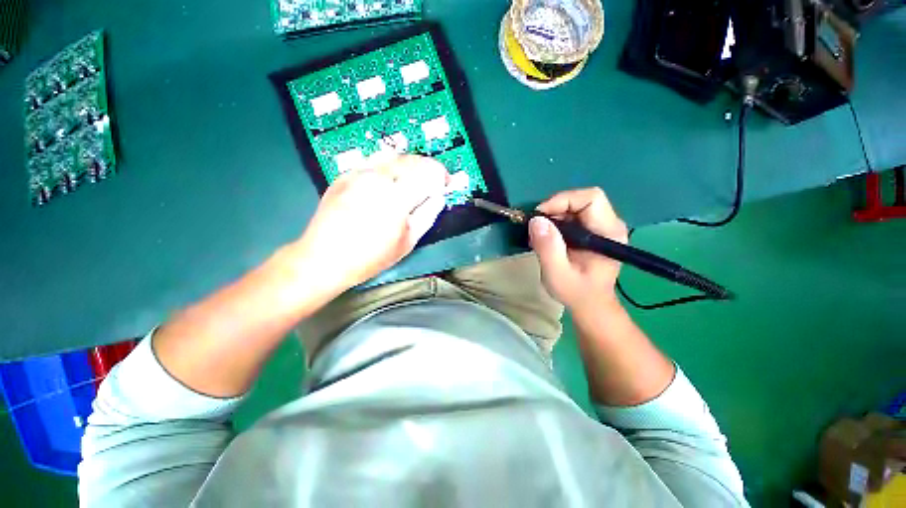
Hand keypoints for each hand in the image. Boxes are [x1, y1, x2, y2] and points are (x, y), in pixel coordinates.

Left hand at [292, 153, 449, 295]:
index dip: (441, 175)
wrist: (324, 258)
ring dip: (410, 165)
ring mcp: (358, 172)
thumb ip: (428, 215)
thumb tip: (438, 197)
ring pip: (393, 155)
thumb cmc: (371, 256)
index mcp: (397, 195)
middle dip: (428, 168)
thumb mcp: (408, 241)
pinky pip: (374, 161)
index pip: (428, 171)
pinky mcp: (345, 174)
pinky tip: (389, 181)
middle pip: (412, 159)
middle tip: (432, 183)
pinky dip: (389, 166)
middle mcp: (378, 176)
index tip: (446, 184)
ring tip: (413, 180)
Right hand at [529, 187, 628, 312]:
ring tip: (539, 233)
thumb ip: (548, 248)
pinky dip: (556, 221)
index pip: (591, 199)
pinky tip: (547, 236)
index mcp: (608, 233)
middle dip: (555, 208)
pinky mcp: (592, 231)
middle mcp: (609, 225)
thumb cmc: (576, 292)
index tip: (540, 216)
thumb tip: (536, 220)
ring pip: (575, 205)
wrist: (590, 305)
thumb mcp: (557, 274)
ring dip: (553, 215)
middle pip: (582, 199)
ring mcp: (601, 227)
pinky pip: (572, 215)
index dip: (563, 201)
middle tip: (536, 225)